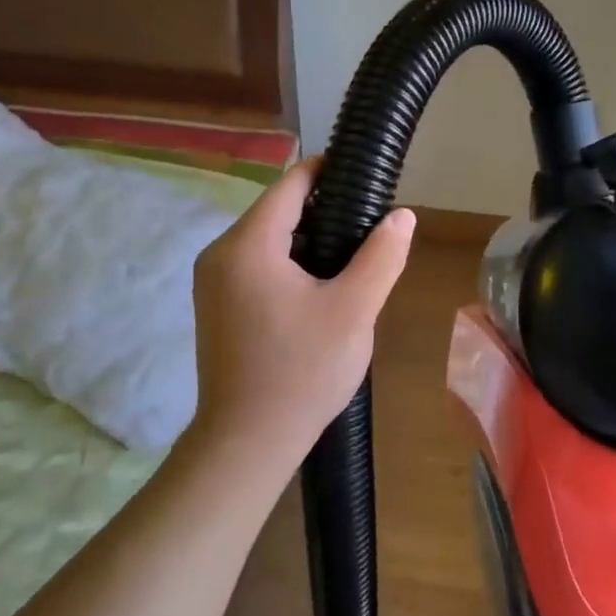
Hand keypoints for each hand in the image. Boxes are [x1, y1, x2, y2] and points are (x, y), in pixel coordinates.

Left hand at [189, 157, 414, 471]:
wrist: (247, 442)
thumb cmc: (302, 372)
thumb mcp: (354, 310)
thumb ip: (381, 256)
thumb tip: (402, 216)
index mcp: (249, 245)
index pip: (290, 184)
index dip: (329, 173)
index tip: (366, 178)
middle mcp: (220, 254)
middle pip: (277, 211)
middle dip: (323, 212)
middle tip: (369, 229)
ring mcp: (212, 282)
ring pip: (266, 241)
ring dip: (307, 241)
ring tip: (352, 259)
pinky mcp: (215, 306)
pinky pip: (255, 266)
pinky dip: (287, 265)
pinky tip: (319, 289)